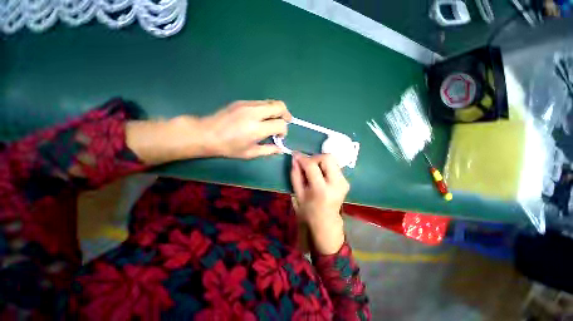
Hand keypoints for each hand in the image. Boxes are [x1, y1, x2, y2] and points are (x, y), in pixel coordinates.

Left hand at [126, 100, 290, 164]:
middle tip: (285, 122)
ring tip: (272, 121)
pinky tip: (260, 118)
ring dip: (276, 111)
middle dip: (286, 114)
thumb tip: (280, 149)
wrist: (206, 134)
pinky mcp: (242, 101)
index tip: (278, 137)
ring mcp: (247, 104)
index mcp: (257, 128)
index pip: (281, 124)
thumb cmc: (228, 147)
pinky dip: (266, 109)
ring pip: (271, 102)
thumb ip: (268, 150)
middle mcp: (254, 113)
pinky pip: (261, 102)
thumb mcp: (250, 153)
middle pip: (279, 106)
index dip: (284, 131)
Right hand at [291, 153, 348, 253]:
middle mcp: (336, 184)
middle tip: (306, 164)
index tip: (295, 155)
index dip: (302, 158)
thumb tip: (295, 158)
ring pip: (332, 160)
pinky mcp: (346, 181)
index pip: (312, 166)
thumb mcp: (297, 194)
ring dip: (320, 161)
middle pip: (327, 158)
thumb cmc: (308, 211)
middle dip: (314, 158)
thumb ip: (295, 175)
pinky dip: (325, 166)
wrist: (326, 223)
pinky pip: (334, 165)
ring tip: (312, 170)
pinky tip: (319, 174)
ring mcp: (344, 182)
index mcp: (321, 190)